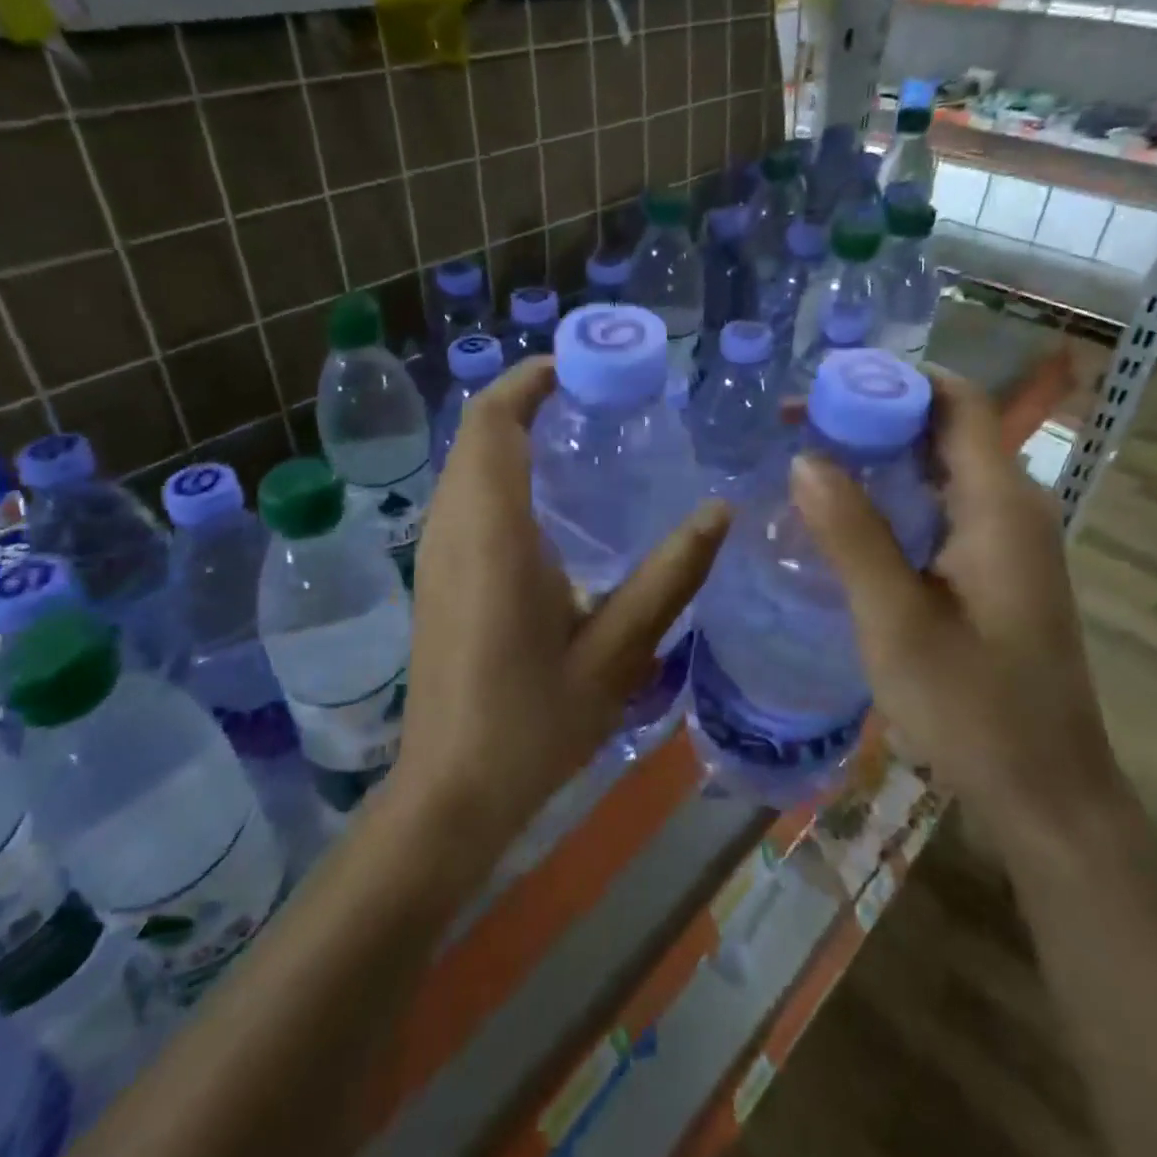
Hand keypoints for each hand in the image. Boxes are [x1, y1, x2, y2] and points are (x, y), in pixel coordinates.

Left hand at [398, 358, 730, 849]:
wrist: (452, 790)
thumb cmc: (533, 723)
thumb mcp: (618, 651)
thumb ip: (670, 576)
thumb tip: (721, 510)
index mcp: (493, 534)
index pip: (493, 423)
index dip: (528, 380)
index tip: (579, 366)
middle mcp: (453, 528)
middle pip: (475, 431)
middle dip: (524, 397)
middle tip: (593, 395)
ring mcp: (435, 550)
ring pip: (464, 460)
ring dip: (508, 430)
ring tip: (574, 430)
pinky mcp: (434, 572)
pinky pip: (462, 491)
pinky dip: (496, 466)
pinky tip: (545, 496)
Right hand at [788, 370, 1122, 841]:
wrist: (1045, 793)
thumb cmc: (972, 708)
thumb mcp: (895, 619)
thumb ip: (850, 534)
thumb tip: (804, 457)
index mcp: (999, 506)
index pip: (958, 402)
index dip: (894, 380)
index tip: (824, 388)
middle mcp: (1012, 508)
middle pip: (946, 429)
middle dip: (874, 415)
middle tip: (799, 426)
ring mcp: (1007, 541)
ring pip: (941, 469)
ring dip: (880, 456)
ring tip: (809, 460)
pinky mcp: (995, 570)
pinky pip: (941, 507)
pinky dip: (893, 495)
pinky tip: (846, 516)